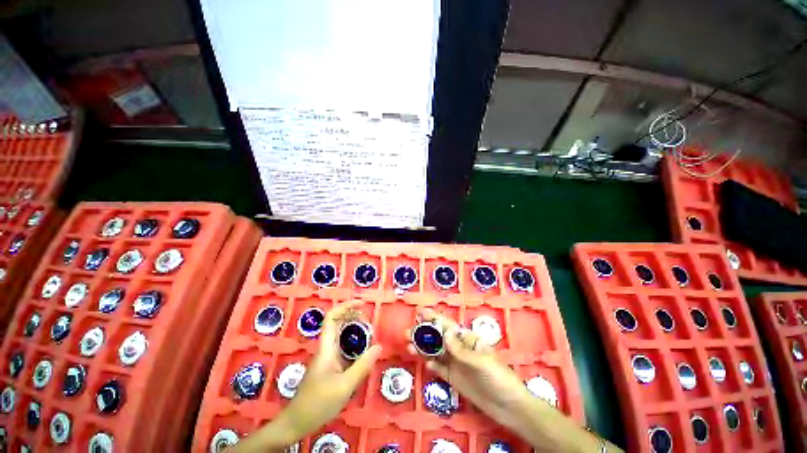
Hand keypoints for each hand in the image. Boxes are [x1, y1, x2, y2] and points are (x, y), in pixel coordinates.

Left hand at [233, 300, 381, 451]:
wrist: (296, 423)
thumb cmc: (317, 404)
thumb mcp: (344, 387)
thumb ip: (362, 366)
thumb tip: (379, 346)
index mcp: (326, 348)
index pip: (332, 318)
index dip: (346, 306)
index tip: (362, 303)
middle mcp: (326, 348)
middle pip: (337, 322)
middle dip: (352, 314)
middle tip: (369, 315)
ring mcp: (327, 357)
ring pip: (340, 334)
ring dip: (354, 327)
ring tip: (370, 328)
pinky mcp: (329, 365)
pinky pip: (342, 346)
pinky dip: (354, 341)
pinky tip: (363, 348)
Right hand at [411, 308, 621, 452]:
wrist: (508, 406)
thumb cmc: (499, 378)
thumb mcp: (481, 362)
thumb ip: (461, 350)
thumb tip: (445, 332)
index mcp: (467, 340)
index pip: (448, 326)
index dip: (434, 318)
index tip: (420, 312)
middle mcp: (459, 349)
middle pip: (438, 338)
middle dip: (424, 333)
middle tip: (407, 332)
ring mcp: (456, 363)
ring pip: (436, 352)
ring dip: (423, 348)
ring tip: (408, 346)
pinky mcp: (454, 378)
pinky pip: (439, 369)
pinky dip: (431, 364)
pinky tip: (424, 363)